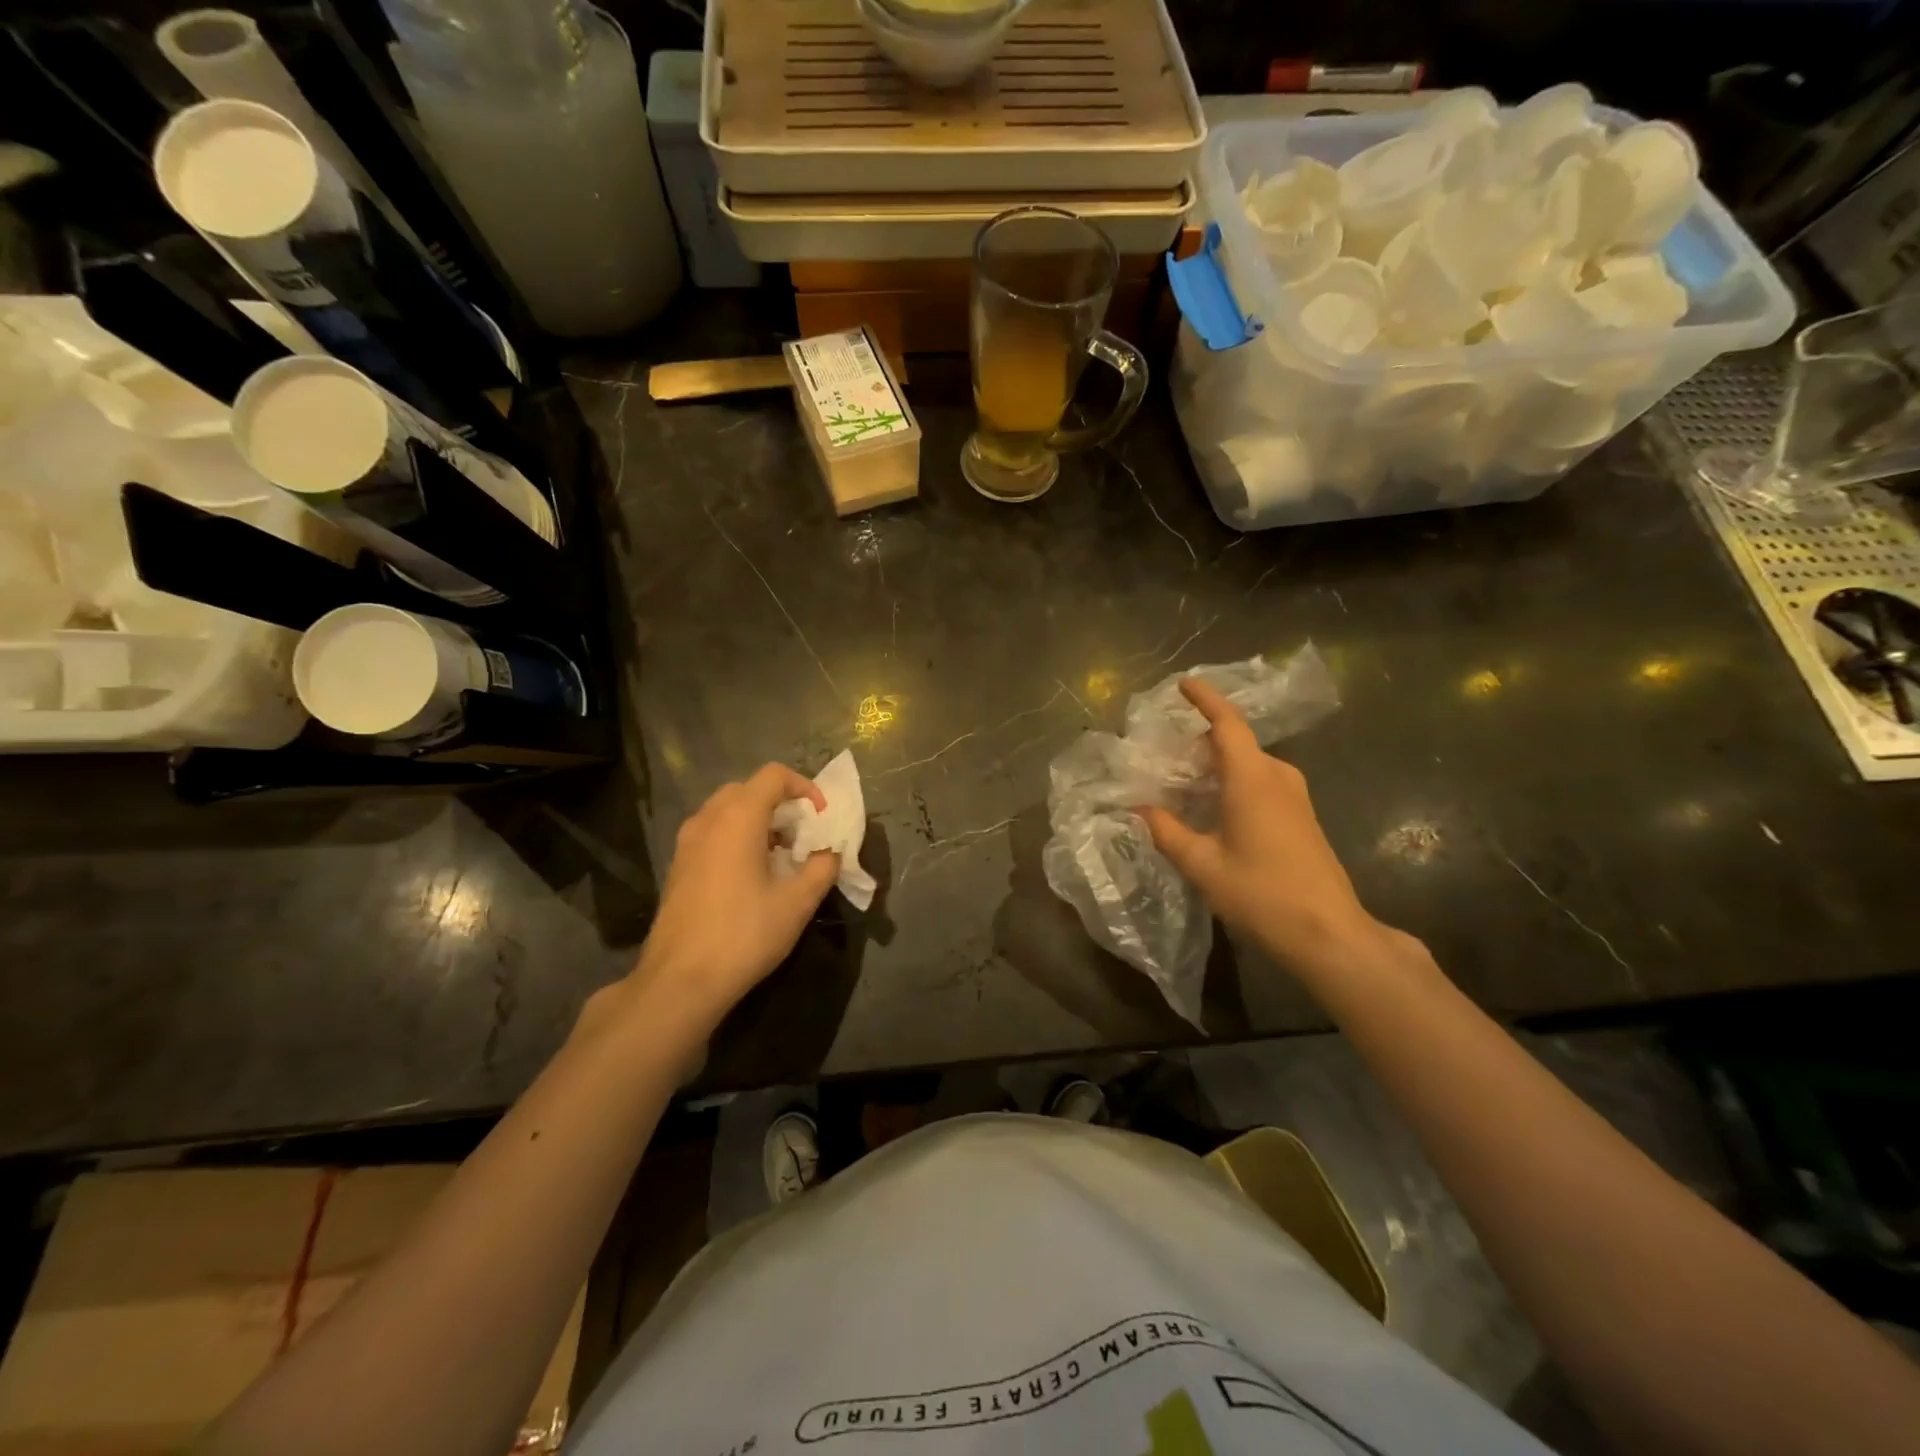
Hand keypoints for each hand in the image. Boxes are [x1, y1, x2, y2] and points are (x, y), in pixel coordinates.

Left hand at [620, 764, 839, 1035]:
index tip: (821, 817)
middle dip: (780, 803)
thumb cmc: (744, 934)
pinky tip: (751, 875)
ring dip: (757, 821)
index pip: (774, 775)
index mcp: (738, 817)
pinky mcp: (678, 866)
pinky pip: (712, 833)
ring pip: (726, 811)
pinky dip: (736, 838)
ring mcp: (687, 842)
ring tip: (780, 856)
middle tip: (802, 834)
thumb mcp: (798, 902)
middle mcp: (708, 819)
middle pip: (748, 789)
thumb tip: (830, 852)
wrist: (680, 980)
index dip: (804, 787)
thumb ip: (822, 867)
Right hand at [1141, 678, 1385, 972]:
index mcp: (1253, 778)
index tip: (1184, 683)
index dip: (1206, 699)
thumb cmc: (1262, 893)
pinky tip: (1215, 807)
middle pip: (1238, 743)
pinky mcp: (1303, 817)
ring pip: (1251, 764)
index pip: (1227, 724)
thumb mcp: (1202, 865)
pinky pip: (1263, 782)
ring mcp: (1296, 797)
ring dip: (1219, 764)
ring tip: (1185, 778)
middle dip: (1203, 739)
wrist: (1329, 932)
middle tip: (1167, 750)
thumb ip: (1167, 832)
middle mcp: (1278, 778)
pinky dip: (1235, 782)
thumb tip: (1140, 809)